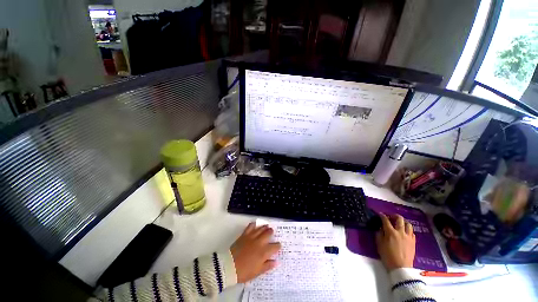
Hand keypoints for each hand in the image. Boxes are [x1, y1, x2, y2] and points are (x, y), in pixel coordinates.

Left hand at [230, 223, 281, 282]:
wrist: (230, 266)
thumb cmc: (245, 272)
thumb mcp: (258, 272)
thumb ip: (268, 266)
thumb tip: (276, 261)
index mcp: (264, 252)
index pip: (275, 247)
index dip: (278, 246)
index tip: (278, 246)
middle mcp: (260, 242)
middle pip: (268, 233)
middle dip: (271, 232)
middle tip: (272, 232)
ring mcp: (252, 237)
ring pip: (261, 228)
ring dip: (265, 227)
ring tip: (267, 226)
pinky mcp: (245, 234)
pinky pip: (250, 226)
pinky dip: (254, 224)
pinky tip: (255, 224)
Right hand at [375, 213, 415, 271]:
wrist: (400, 267)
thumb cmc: (387, 255)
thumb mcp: (379, 244)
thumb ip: (379, 234)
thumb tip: (380, 228)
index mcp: (390, 232)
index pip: (385, 220)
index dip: (382, 215)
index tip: (379, 214)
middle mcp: (400, 232)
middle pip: (399, 219)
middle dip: (394, 216)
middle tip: (390, 217)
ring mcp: (408, 237)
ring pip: (408, 224)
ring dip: (403, 222)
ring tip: (399, 224)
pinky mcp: (413, 242)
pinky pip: (412, 232)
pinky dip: (408, 230)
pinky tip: (405, 232)